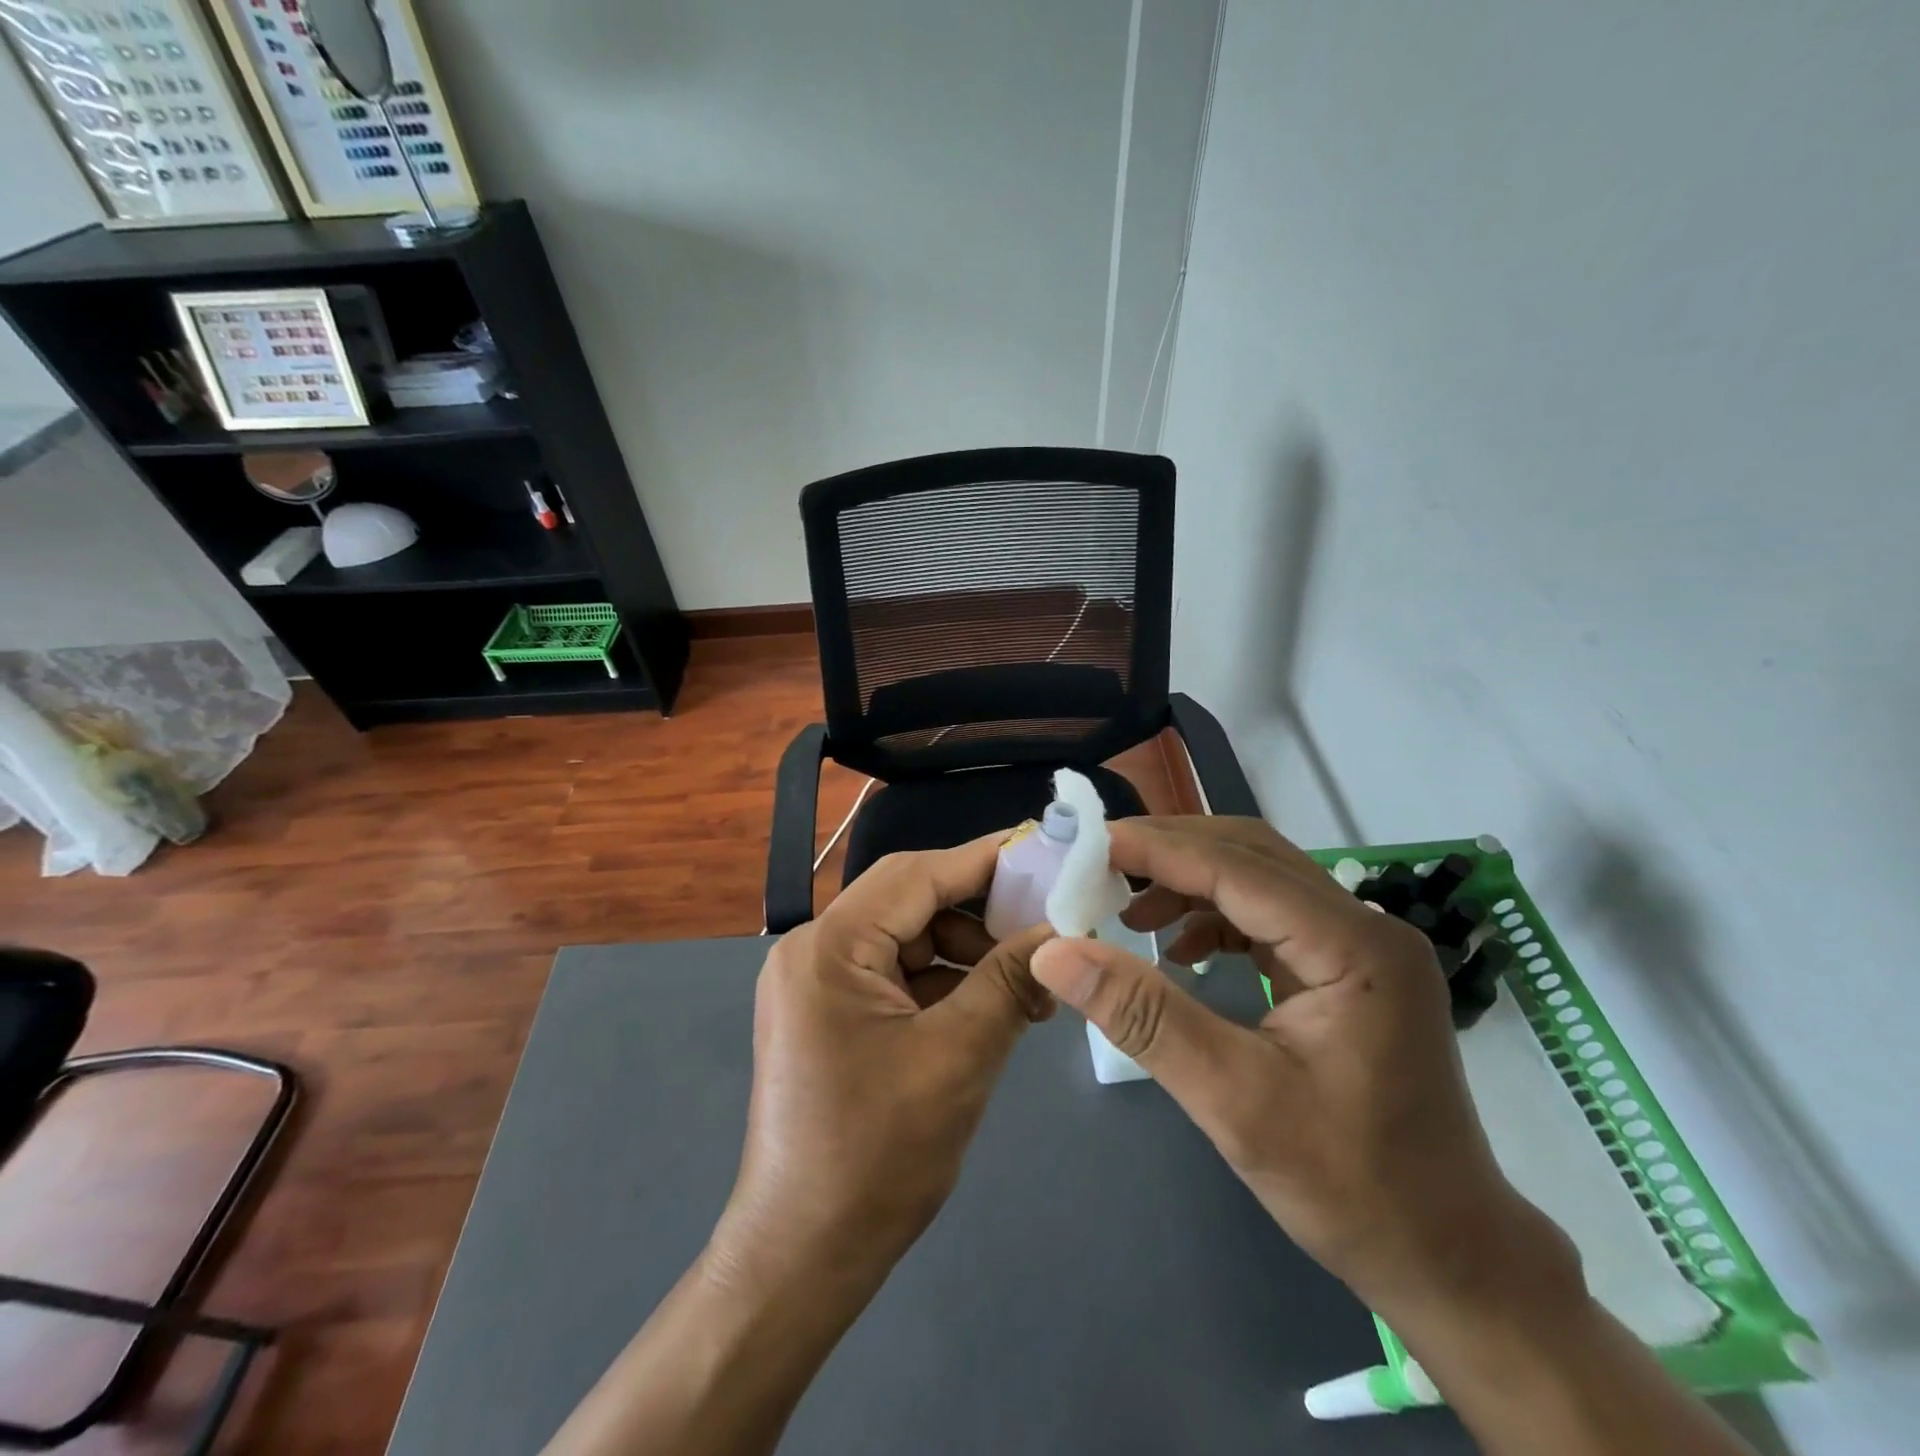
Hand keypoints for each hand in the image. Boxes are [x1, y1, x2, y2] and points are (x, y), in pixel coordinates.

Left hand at [710, 835, 1055, 1296]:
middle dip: (981, 913)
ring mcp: (817, 984)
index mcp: (829, 947)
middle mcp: (814, 950)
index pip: (917, 875)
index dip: (985, 860)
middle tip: (1046, 928)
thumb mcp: (958, 1058)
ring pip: (908, 939)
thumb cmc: (876, 1157)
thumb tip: (1061, 929)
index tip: (1046, 853)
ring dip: (968, 954)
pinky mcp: (829, 1014)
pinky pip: (896, 975)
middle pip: (911, 903)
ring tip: (1029, 987)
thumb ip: (1010, 981)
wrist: (802, 1258)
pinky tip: (993, 1007)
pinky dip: (944, 984)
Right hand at [1029, 816, 1575, 1321]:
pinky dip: (1215, 917)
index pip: (1238, 867)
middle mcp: (1365, 926)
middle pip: (1251, 855)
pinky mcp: (1348, 970)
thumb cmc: (1349, 1185)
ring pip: (1259, 879)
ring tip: (1126, 908)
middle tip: (1098, 866)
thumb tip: (1055, 954)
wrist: (1447, 1258)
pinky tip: (1178, 948)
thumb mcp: (1233, 1100)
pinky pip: (1269, 917)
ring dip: (1189, 882)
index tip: (1087, 844)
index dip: (1157, 849)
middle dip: (1170, 852)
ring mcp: (1361, 946)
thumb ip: (1144, 1017)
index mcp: (1354, 946)